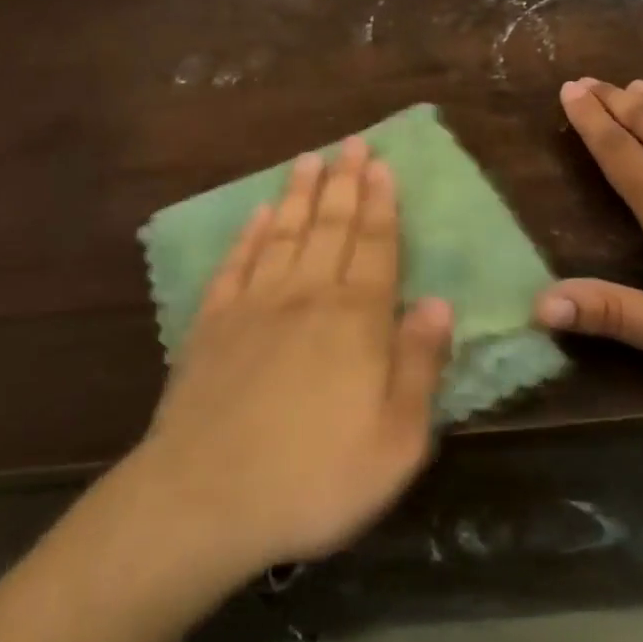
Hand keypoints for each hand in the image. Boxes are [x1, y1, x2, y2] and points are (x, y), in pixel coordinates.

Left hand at [129, 138, 454, 575]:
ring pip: (285, 233)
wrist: (205, 498)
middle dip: (344, 181)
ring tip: (309, 159)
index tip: (381, 165)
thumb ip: (420, 365)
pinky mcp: (213, 323)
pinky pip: (237, 263)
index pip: (374, 245)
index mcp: (355, 319)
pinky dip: (250, 233)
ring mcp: (255, 304)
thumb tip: (438, 303)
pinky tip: (258, 213)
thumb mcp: (396, 441)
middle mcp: (306, 295)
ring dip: (300, 193)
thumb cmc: (315, 477)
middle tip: (351, 143)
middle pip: (330, 226)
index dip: (381, 203)